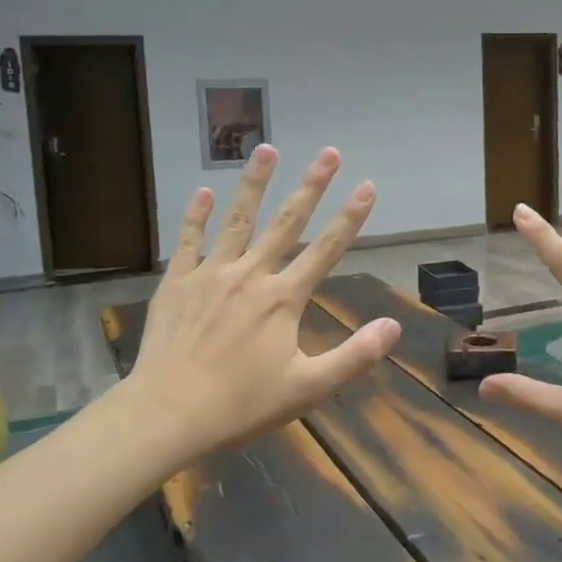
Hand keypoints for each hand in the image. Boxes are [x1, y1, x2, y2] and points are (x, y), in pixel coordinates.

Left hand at [121, 145, 399, 461]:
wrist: (167, 413)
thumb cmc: (240, 404)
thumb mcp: (307, 388)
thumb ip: (354, 357)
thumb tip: (393, 326)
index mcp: (284, 299)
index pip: (327, 249)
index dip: (350, 217)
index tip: (366, 185)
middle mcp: (251, 275)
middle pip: (287, 222)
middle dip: (311, 185)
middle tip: (328, 152)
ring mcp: (211, 274)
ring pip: (238, 219)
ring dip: (255, 183)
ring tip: (267, 148)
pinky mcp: (177, 282)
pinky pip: (189, 240)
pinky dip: (197, 214)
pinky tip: (204, 191)